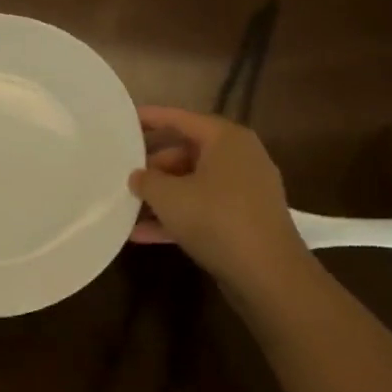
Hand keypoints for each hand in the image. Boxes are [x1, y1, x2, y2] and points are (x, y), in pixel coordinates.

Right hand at [129, 106, 312, 295]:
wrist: (267, 273)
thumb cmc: (216, 219)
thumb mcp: (168, 196)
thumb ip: (146, 180)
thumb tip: (137, 176)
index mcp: (226, 139)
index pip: (181, 119)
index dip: (151, 118)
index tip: (124, 119)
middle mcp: (240, 158)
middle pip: (187, 152)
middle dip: (154, 166)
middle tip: (124, 173)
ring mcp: (245, 191)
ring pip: (194, 184)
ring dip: (162, 196)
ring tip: (128, 205)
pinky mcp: (245, 220)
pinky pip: (204, 209)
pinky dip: (177, 217)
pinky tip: (142, 234)